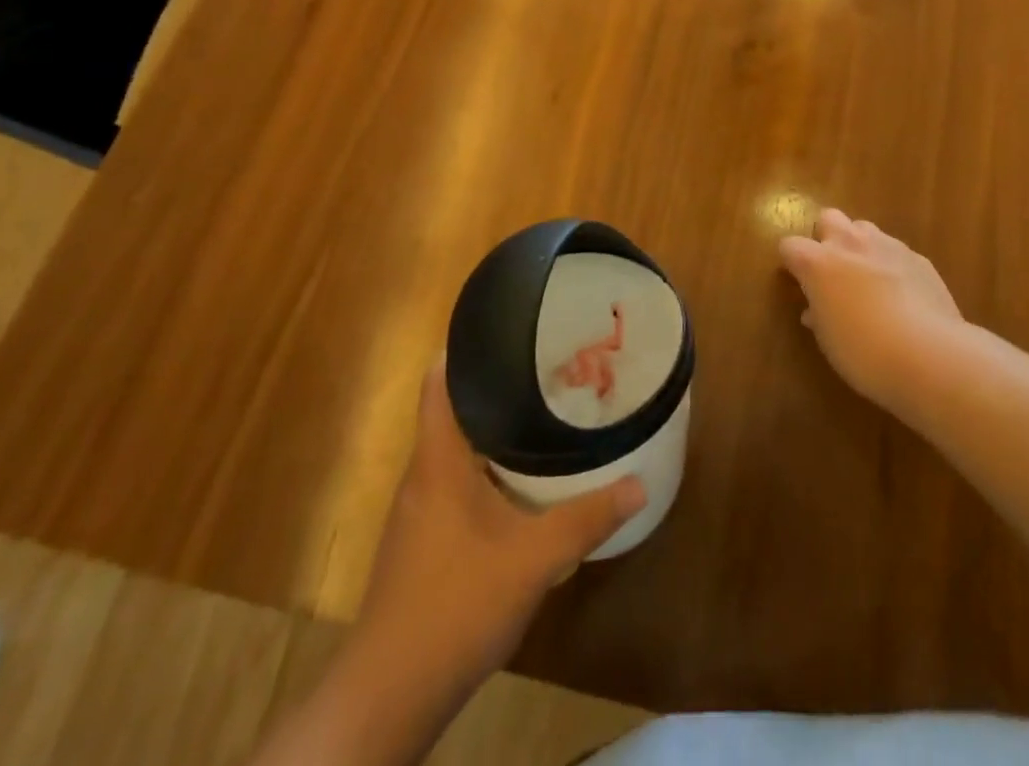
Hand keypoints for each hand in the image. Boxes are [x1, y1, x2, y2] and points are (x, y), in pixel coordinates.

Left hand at [354, 358, 645, 683]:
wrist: (388, 698)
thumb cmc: (455, 606)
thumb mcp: (533, 560)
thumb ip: (586, 519)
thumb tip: (640, 483)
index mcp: (438, 460)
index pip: (440, 381)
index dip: (469, 348)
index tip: (511, 330)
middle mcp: (422, 475)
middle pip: (455, 411)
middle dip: (498, 389)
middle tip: (549, 370)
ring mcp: (417, 512)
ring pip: (456, 451)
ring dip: (494, 432)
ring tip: (543, 416)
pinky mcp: (421, 544)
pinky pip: (455, 484)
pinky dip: (487, 471)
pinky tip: (521, 486)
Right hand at [778, 209, 965, 407]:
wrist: (928, 354)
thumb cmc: (864, 352)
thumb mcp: (829, 340)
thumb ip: (819, 314)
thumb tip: (815, 309)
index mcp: (818, 263)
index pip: (790, 245)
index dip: (792, 262)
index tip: (798, 282)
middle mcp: (849, 243)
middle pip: (828, 218)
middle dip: (827, 237)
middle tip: (833, 271)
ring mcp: (887, 246)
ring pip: (864, 228)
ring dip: (860, 246)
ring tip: (868, 279)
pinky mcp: (918, 257)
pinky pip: (896, 251)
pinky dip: (892, 265)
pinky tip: (902, 294)